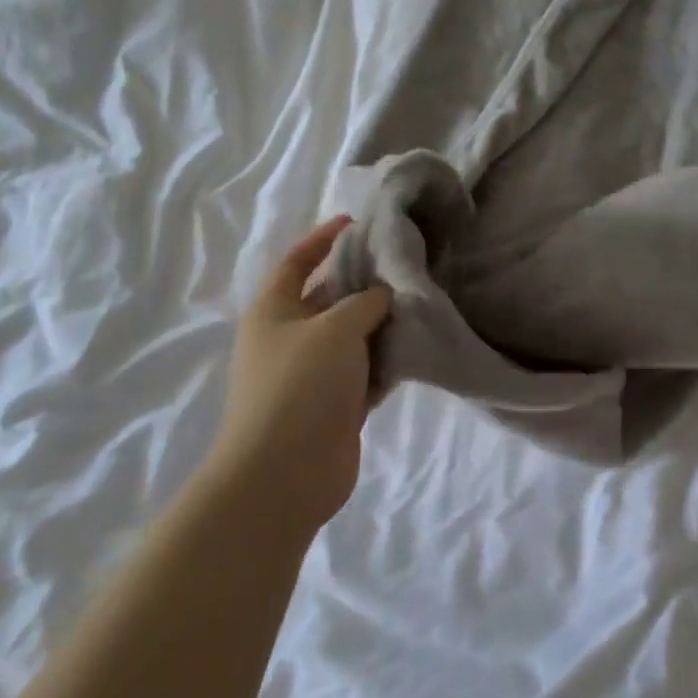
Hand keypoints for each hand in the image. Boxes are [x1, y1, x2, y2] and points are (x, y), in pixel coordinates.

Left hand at [214, 217, 392, 532]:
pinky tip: (419, 345)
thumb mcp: (335, 327)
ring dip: (383, 322)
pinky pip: (367, 370)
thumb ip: (364, 302)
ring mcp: (314, 373)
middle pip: (331, 297)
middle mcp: (291, 336)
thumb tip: (382, 295)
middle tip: (408, 263)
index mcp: (274, 310)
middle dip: (365, 281)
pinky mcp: (336, 404)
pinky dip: (388, 359)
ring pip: (354, 335)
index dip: (323, 238)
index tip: (357, 222)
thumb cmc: (300, 385)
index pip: (297, 261)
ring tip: (422, 299)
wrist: (283, 474)